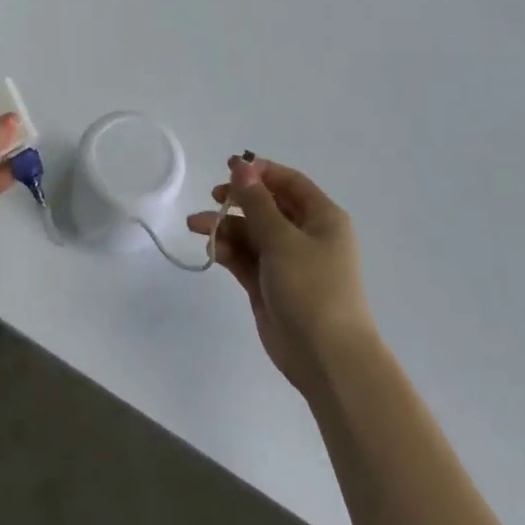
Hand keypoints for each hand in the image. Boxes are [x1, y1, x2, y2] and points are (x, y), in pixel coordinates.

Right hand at [188, 156, 374, 398]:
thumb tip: (241, 165)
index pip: (289, 182)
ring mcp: (287, 261)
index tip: (229, 168)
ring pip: (251, 232)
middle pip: (267, 205)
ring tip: (196, 226)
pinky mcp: (269, 284)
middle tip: (214, 196)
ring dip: (225, 226)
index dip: (260, 172)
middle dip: (238, 200)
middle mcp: (306, 235)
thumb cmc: (313, 288)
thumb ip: (256, 201)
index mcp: (322, 218)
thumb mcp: (282, 239)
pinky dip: (228, 250)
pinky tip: (211, 248)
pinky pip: (245, 257)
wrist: (327, 359)